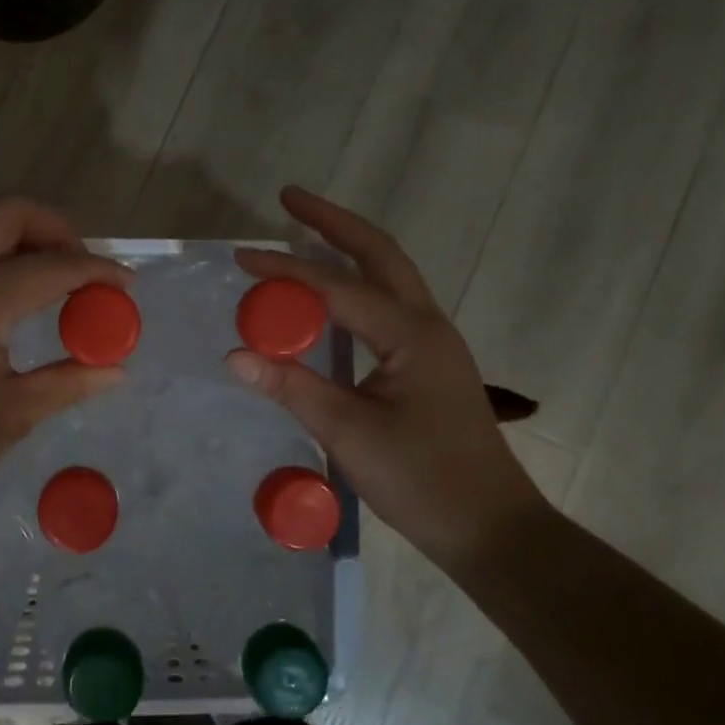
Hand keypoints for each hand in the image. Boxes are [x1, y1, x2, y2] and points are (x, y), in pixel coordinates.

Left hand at [0, 198, 130, 532]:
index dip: (98, 271)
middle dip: (55, 230)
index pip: (52, 266)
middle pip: (7, 215)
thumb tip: (115, 370)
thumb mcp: (11, 416)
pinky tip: (7, 309)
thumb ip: (67, 381)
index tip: (127, 285)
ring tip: (51, 288)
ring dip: (21, 244)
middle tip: (81, 270)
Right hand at [226, 186, 545, 560]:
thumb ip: (292, 388)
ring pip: (388, 274)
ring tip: (306, 231)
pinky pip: (387, 303)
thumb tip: (234, 355)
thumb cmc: (423, 480)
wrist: (490, 526)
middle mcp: (426, 324)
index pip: (337, 288)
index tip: (241, 258)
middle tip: (288, 198)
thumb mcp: (349, 434)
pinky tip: (331, 294)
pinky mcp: (428, 362)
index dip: (286, 271)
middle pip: (379, 253)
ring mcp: (432, 341)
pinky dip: (355, 283)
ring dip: (347, 247)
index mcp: (410, 334)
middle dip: (333, 221)